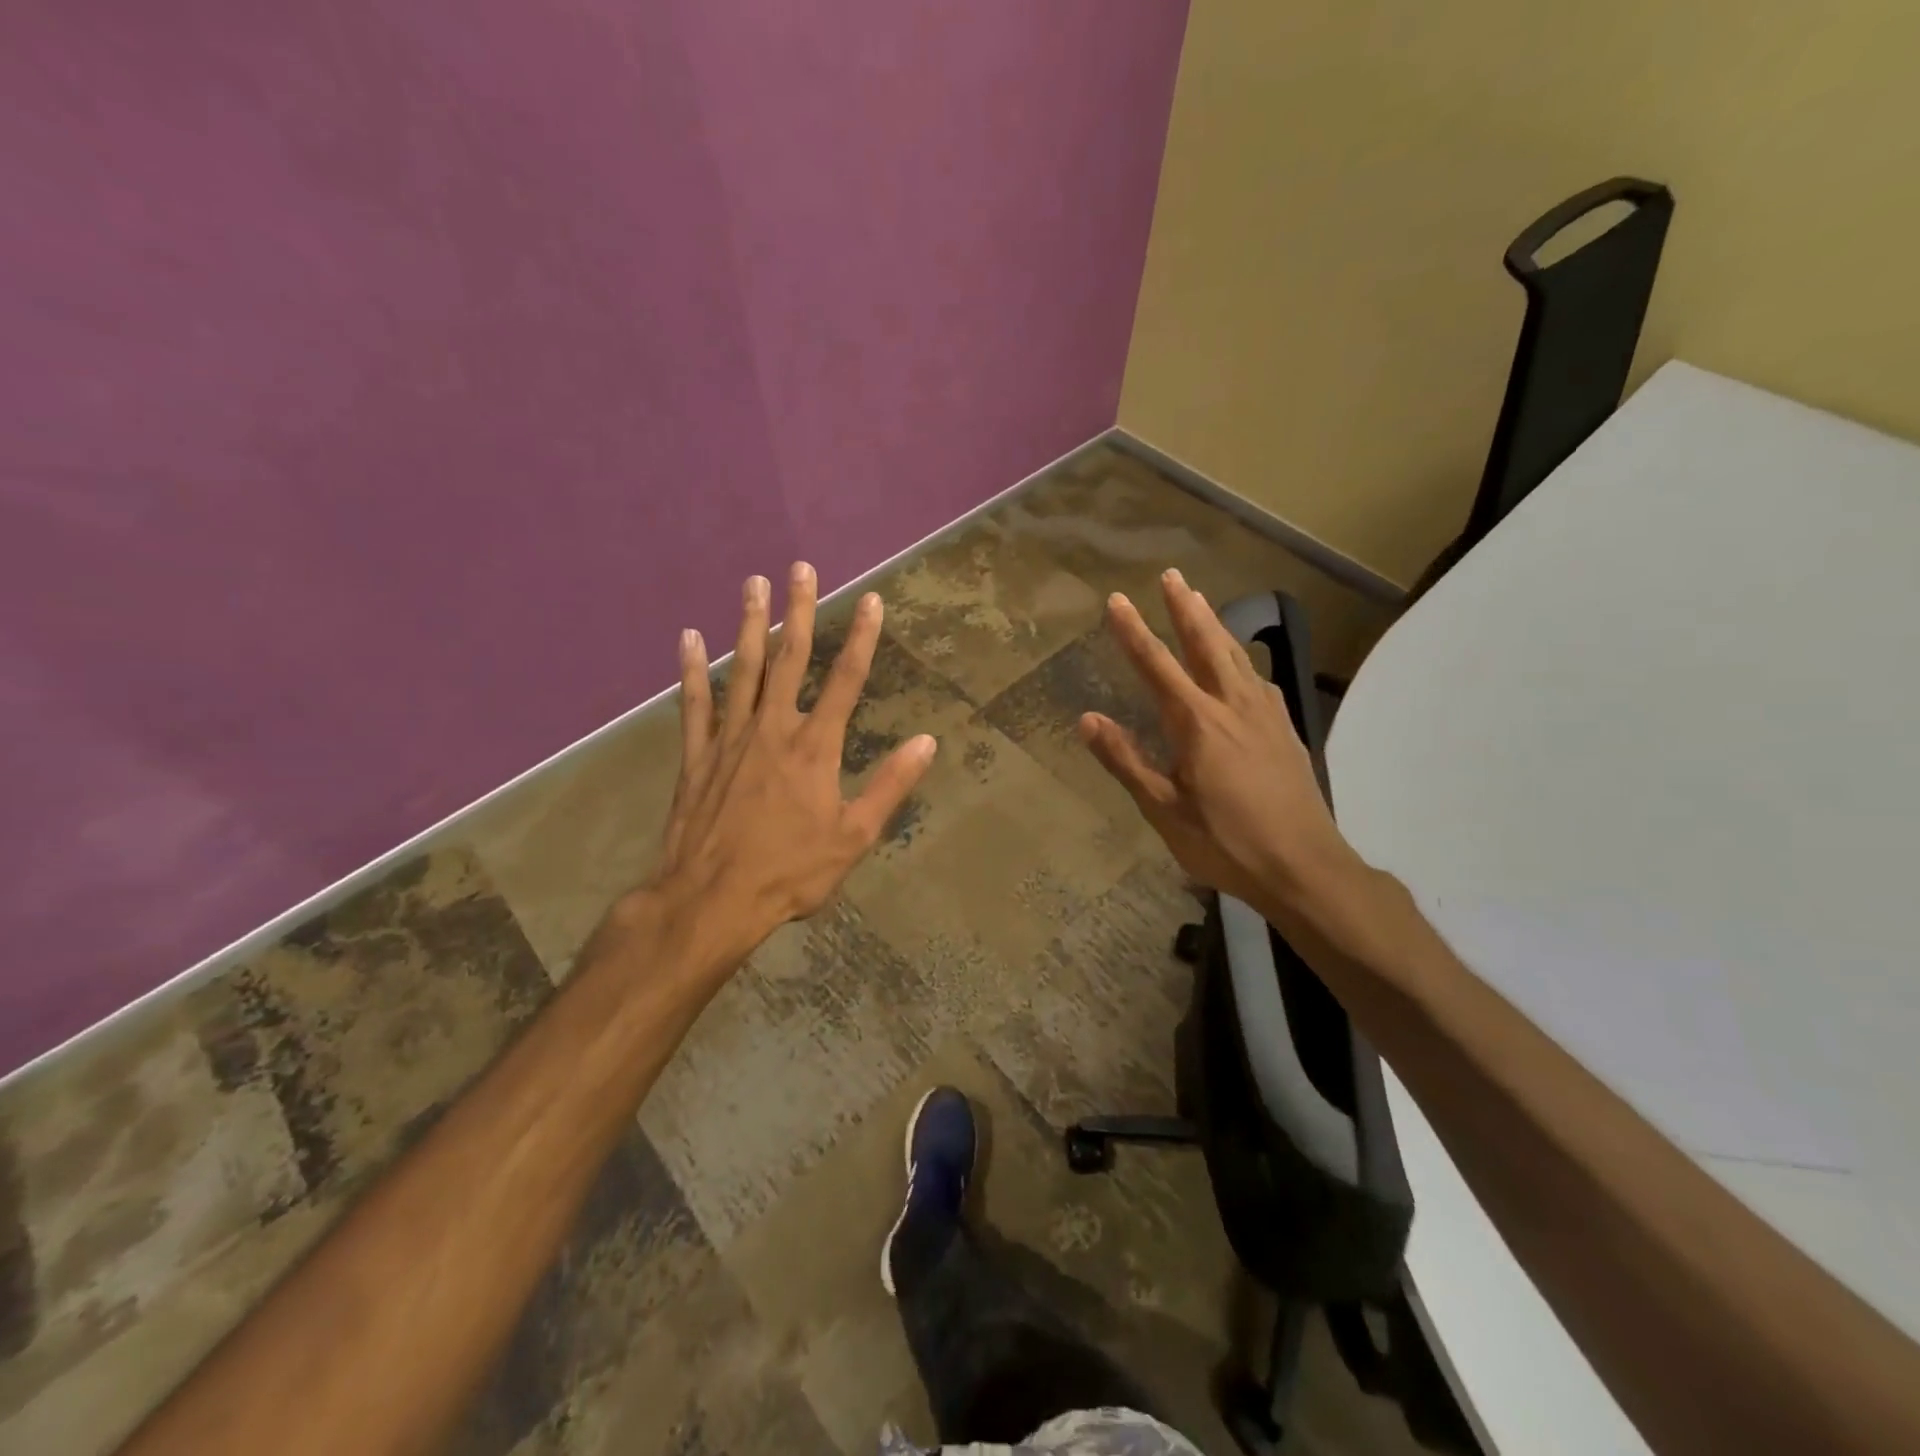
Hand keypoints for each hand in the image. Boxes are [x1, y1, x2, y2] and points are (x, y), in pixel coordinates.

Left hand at [639, 563, 936, 962]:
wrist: (712, 900)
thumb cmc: (790, 872)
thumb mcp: (854, 837)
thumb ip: (890, 786)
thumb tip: (926, 743)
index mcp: (814, 748)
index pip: (846, 681)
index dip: (861, 638)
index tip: (872, 600)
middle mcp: (772, 730)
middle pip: (789, 659)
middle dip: (798, 611)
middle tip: (800, 567)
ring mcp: (730, 739)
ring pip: (742, 670)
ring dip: (749, 624)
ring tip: (753, 583)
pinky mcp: (697, 756)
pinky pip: (695, 704)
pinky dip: (692, 669)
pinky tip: (689, 637)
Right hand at [1078, 569, 1364, 916]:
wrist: (1305, 867)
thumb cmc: (1226, 843)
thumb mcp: (1164, 810)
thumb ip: (1126, 760)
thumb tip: (1088, 720)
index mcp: (1198, 723)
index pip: (1157, 666)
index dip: (1134, 632)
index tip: (1117, 600)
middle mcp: (1234, 706)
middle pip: (1206, 645)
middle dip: (1185, 608)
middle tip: (1172, 575)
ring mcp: (1266, 716)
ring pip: (1237, 657)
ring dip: (1216, 625)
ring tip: (1202, 600)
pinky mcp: (1286, 731)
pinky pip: (1259, 681)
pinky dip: (1243, 660)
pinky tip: (1243, 667)